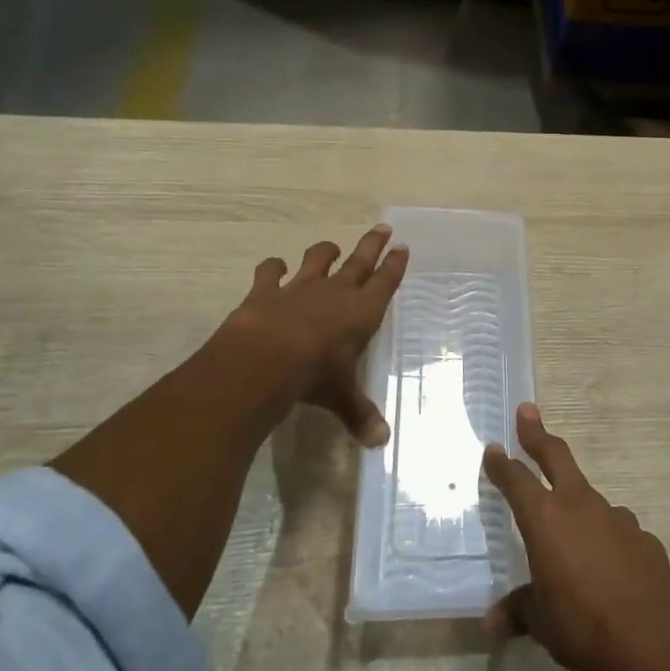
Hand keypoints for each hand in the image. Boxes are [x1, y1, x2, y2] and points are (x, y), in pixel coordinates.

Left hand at [181, 224, 407, 445]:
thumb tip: (380, 442)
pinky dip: (273, 267)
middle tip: (383, 228)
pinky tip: (275, 266)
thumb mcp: (341, 396)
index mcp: (362, 311)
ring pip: (318, 259)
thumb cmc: (316, 374)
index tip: (402, 247)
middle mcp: (336, 292)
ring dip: (326, 251)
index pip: (385, 282)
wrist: (266, 357)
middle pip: (359, 261)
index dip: (395, 265)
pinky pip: (271, 271)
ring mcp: (300, 287)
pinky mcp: (267, 290)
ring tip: (332, 247)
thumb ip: (359, 414)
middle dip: (372, 245)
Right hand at [482, 404, 669, 670]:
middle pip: (556, 457)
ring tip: (573, 541)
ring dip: (577, 507)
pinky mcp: (643, 536)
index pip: (516, 481)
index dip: (502, 465)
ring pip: (590, 500)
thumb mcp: (542, 623)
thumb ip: (519, 612)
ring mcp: (616, 517)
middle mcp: (580, 505)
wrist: (651, 639)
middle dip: (538, 434)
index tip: (493, 449)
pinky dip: (608, 541)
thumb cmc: (583, 625)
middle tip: (527, 411)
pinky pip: (617, 532)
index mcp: (546, 519)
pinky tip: (610, 569)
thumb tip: (492, 623)